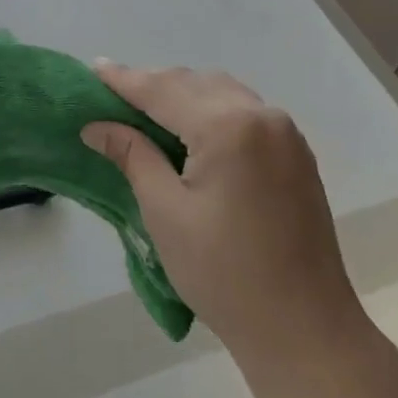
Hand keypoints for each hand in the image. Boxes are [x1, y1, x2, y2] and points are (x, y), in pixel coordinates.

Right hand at [83, 64, 364, 371]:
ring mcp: (285, 133)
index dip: (124, 80)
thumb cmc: (223, 273)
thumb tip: (97, 125)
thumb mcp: (165, 212)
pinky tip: (189, 128)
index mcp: (228, 126)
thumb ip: (133, 155)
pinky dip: (211, 109)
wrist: (304, 328)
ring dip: (182, 94)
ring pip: (222, 92)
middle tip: (112, 94)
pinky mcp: (296, 153)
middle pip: (194, 83)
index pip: (164, 90)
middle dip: (152, 84)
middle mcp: (262, 115)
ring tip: (145, 109)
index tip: (93, 68)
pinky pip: (244, 111)